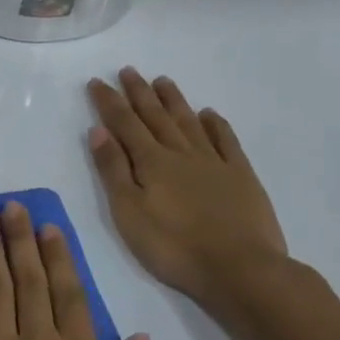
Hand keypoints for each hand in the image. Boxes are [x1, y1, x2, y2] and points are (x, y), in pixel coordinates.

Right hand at [87, 68, 290, 339]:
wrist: (242, 269)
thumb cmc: (174, 246)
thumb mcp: (128, 212)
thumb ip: (113, 170)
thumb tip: (99, 130)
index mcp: (151, 162)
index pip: (124, 124)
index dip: (108, 102)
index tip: (97, 82)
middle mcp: (181, 153)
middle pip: (156, 116)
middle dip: (139, 93)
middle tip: (128, 70)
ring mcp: (214, 162)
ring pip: (188, 122)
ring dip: (173, 101)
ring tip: (162, 81)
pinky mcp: (241, 176)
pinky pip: (226, 141)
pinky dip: (215, 125)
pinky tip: (209, 114)